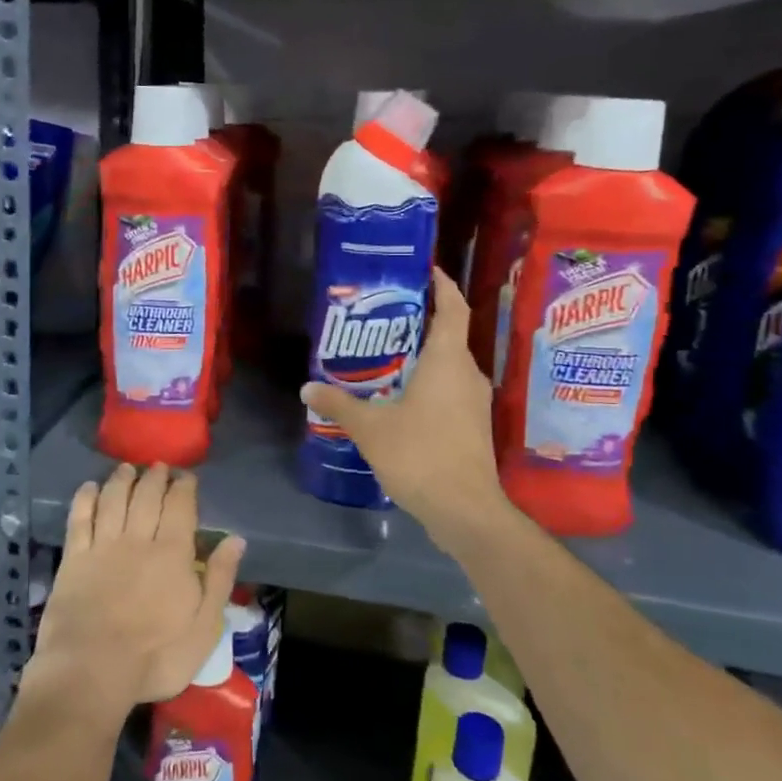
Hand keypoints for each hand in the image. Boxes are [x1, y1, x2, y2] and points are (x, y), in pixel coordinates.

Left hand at [24, 464, 244, 717]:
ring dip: (121, 480)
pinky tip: (89, 487)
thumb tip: (236, 540)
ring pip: (113, 500)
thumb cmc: (155, 657)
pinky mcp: (73, 558)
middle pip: (147, 497)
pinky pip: (79, 518)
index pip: (180, 507)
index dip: (183, 488)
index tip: (186, 476)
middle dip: (154, 477)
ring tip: (126, 468)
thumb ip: (219, 580)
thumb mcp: (203, 628)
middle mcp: (137, 539)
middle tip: (158, 466)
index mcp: (172, 554)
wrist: (91, 671)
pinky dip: (85, 499)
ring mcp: (102, 546)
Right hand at [301, 268, 511, 549]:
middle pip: (449, 335)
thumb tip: (307, 388)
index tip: (426, 270)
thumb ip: (338, 404)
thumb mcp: (370, 427)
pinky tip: (399, 397)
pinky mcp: (473, 426)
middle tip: (384, 316)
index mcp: (448, 361)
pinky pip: (450, 390)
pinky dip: (428, 383)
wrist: (465, 510)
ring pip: (449, 365)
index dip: (443, 285)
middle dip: (420, 322)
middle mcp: (468, 374)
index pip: (453, 308)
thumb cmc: (420, 455)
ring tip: (385, 356)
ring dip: (422, 356)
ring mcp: (474, 402)